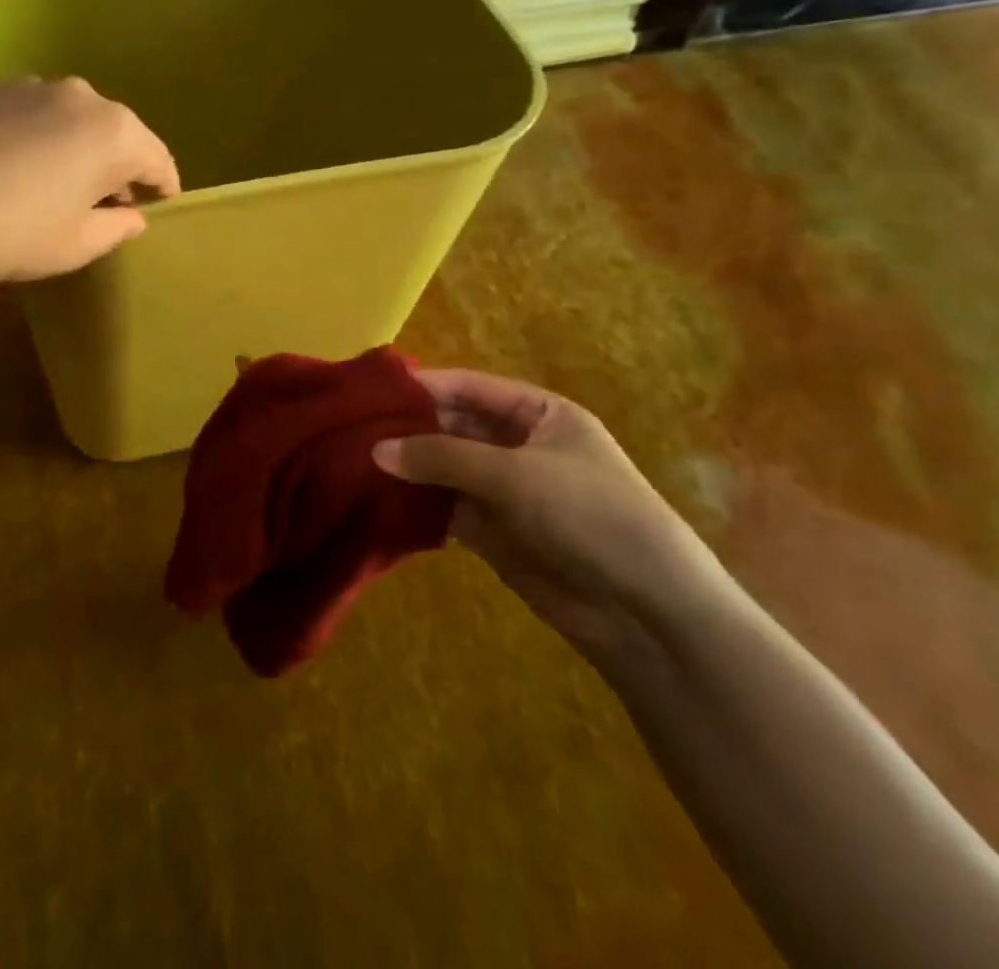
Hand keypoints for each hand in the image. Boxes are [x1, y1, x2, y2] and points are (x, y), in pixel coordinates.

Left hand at [0, 78, 180, 288]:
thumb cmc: (12, 235)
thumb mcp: (77, 245)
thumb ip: (117, 227)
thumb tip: (132, 215)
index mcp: (115, 133)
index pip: (157, 160)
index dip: (163, 188)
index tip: (160, 207)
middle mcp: (83, 97)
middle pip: (119, 135)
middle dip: (122, 168)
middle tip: (112, 205)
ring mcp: (36, 88)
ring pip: (79, 121)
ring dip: (83, 150)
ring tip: (66, 186)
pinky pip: (42, 115)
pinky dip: (48, 138)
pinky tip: (26, 169)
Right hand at [374, 371, 725, 664]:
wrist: (647, 611)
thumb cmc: (590, 515)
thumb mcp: (515, 475)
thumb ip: (442, 457)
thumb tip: (375, 449)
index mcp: (538, 413)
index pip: (469, 387)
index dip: (423, 386)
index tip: (370, 391)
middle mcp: (518, 444)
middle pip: (452, 425)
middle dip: (408, 428)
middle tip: (351, 429)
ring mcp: (504, 488)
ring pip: (443, 467)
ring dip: (407, 466)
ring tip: (352, 460)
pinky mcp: (493, 530)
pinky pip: (444, 506)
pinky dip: (415, 502)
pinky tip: (376, 498)